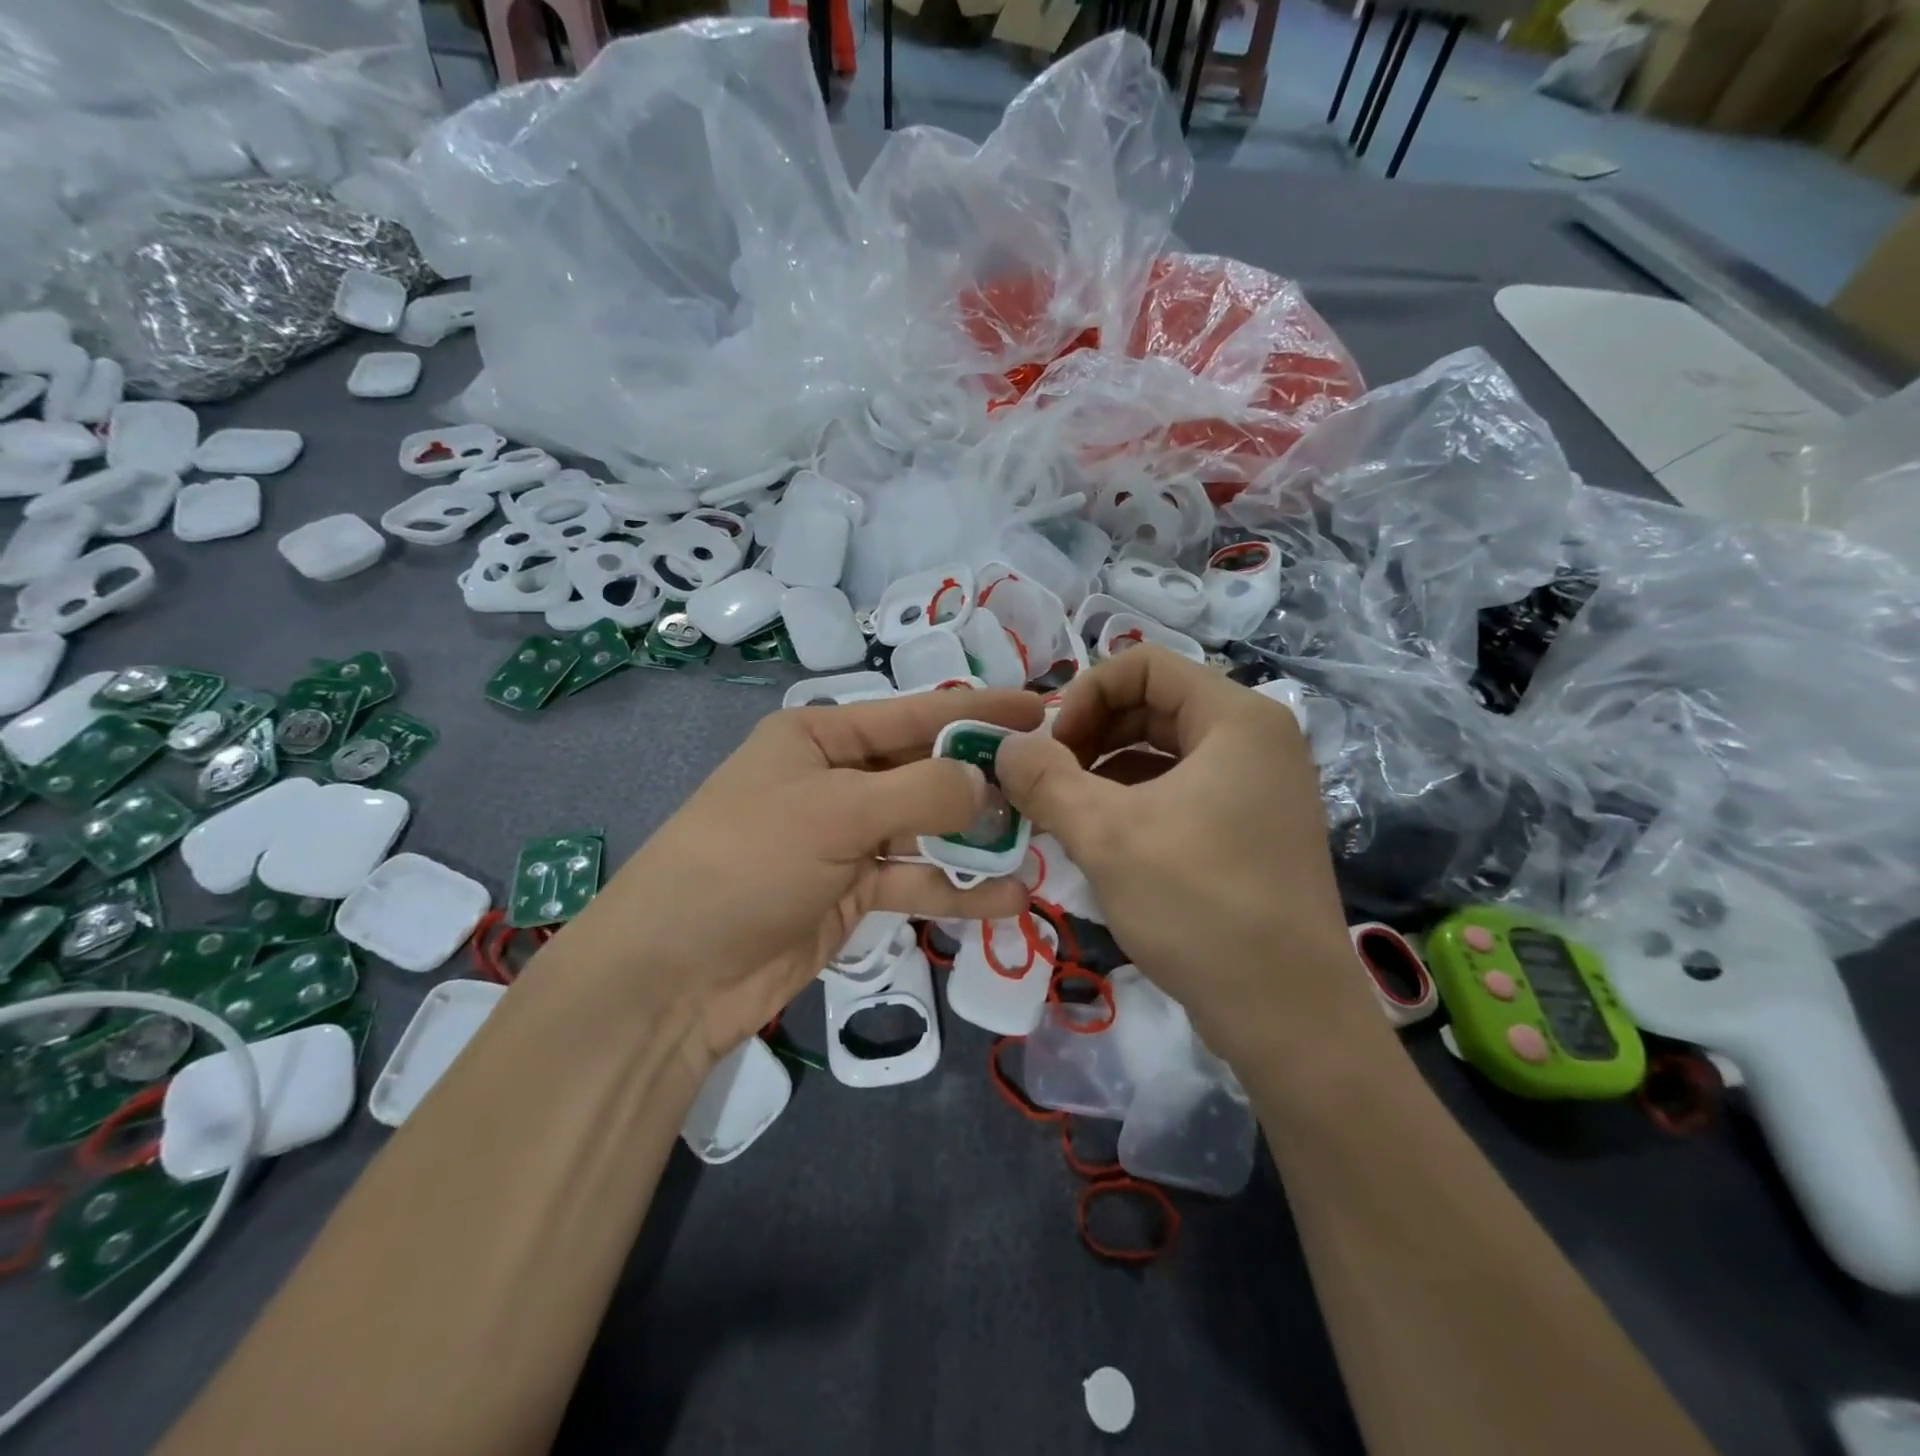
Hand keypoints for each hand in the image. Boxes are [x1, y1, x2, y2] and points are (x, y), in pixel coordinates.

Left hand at [562, 687, 1042, 1068]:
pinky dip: (957, 889)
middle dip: (985, 780)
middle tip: (1051, 786)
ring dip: (979, 841)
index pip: (914, 714)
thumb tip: (986, 782)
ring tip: (1041, 846)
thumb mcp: (835, 811)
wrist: (676, 973)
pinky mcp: (853, 892)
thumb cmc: (749, 861)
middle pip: (926, 771)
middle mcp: (837, 780)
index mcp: (820, 737)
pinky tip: (1009, 898)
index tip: (1040, 709)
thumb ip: (921, 792)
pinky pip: (916, 880)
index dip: (978, 710)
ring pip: (928, 830)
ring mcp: (846, 839)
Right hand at [996, 648, 1381, 1069]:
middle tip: (1045, 782)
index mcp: (1237, 718)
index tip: (1048, 748)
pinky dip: (1132, 800)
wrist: (1287, 1014)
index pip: (1143, 664)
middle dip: (1090, 734)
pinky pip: (1180, 790)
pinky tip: (1098, 837)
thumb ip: (1044, 779)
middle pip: (1153, 705)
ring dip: (1104, 770)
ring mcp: (1258, 786)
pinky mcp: (1250, 828)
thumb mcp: (1106, 834)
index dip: (1084, 694)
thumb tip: (1004, 746)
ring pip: (1163, 751)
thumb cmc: (1200, 906)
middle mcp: (1256, 740)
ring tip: (1062, 811)